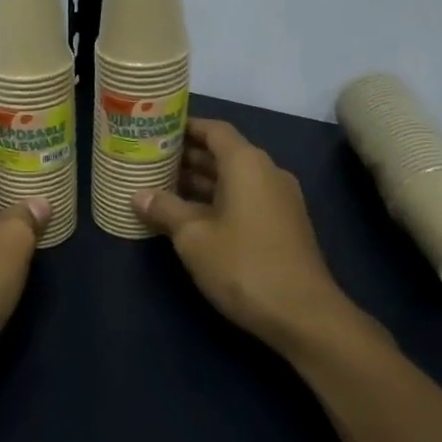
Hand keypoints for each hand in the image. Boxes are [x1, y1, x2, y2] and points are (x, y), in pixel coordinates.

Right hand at [133, 119, 378, 360]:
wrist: (303, 315)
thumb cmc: (243, 265)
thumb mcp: (193, 237)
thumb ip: (165, 209)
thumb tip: (138, 195)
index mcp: (247, 164)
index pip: (214, 130)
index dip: (185, 127)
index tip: (156, 130)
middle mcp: (266, 173)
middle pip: (223, 153)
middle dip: (187, 156)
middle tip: (150, 160)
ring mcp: (279, 200)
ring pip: (233, 179)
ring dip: (200, 181)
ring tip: (161, 187)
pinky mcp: (282, 225)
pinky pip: (244, 199)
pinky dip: (217, 200)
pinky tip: (189, 217)